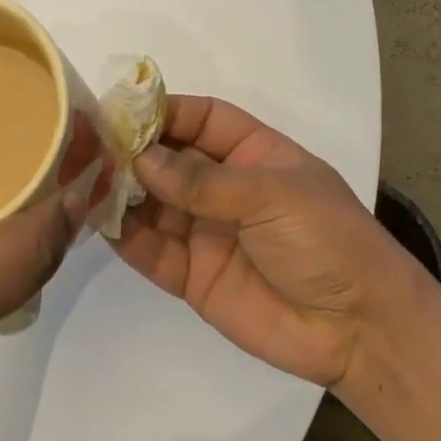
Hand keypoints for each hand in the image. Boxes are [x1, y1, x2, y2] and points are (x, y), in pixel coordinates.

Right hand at [111, 96, 432, 388]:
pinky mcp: (192, 276)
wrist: (358, 329)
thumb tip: (140, 158)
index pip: (202, 120)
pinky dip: (124, 236)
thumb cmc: (328, 241)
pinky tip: (97, 221)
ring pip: (152, 204)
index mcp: (256, 155)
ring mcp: (206, 232)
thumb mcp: (273, 196)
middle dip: (132, 152)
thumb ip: (203, 182)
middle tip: (87, 146)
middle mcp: (226, 189)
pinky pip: (150, 250)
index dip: (165, 112)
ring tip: (83, 181)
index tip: (122, 110)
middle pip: (169, 160)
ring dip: (121, 193)